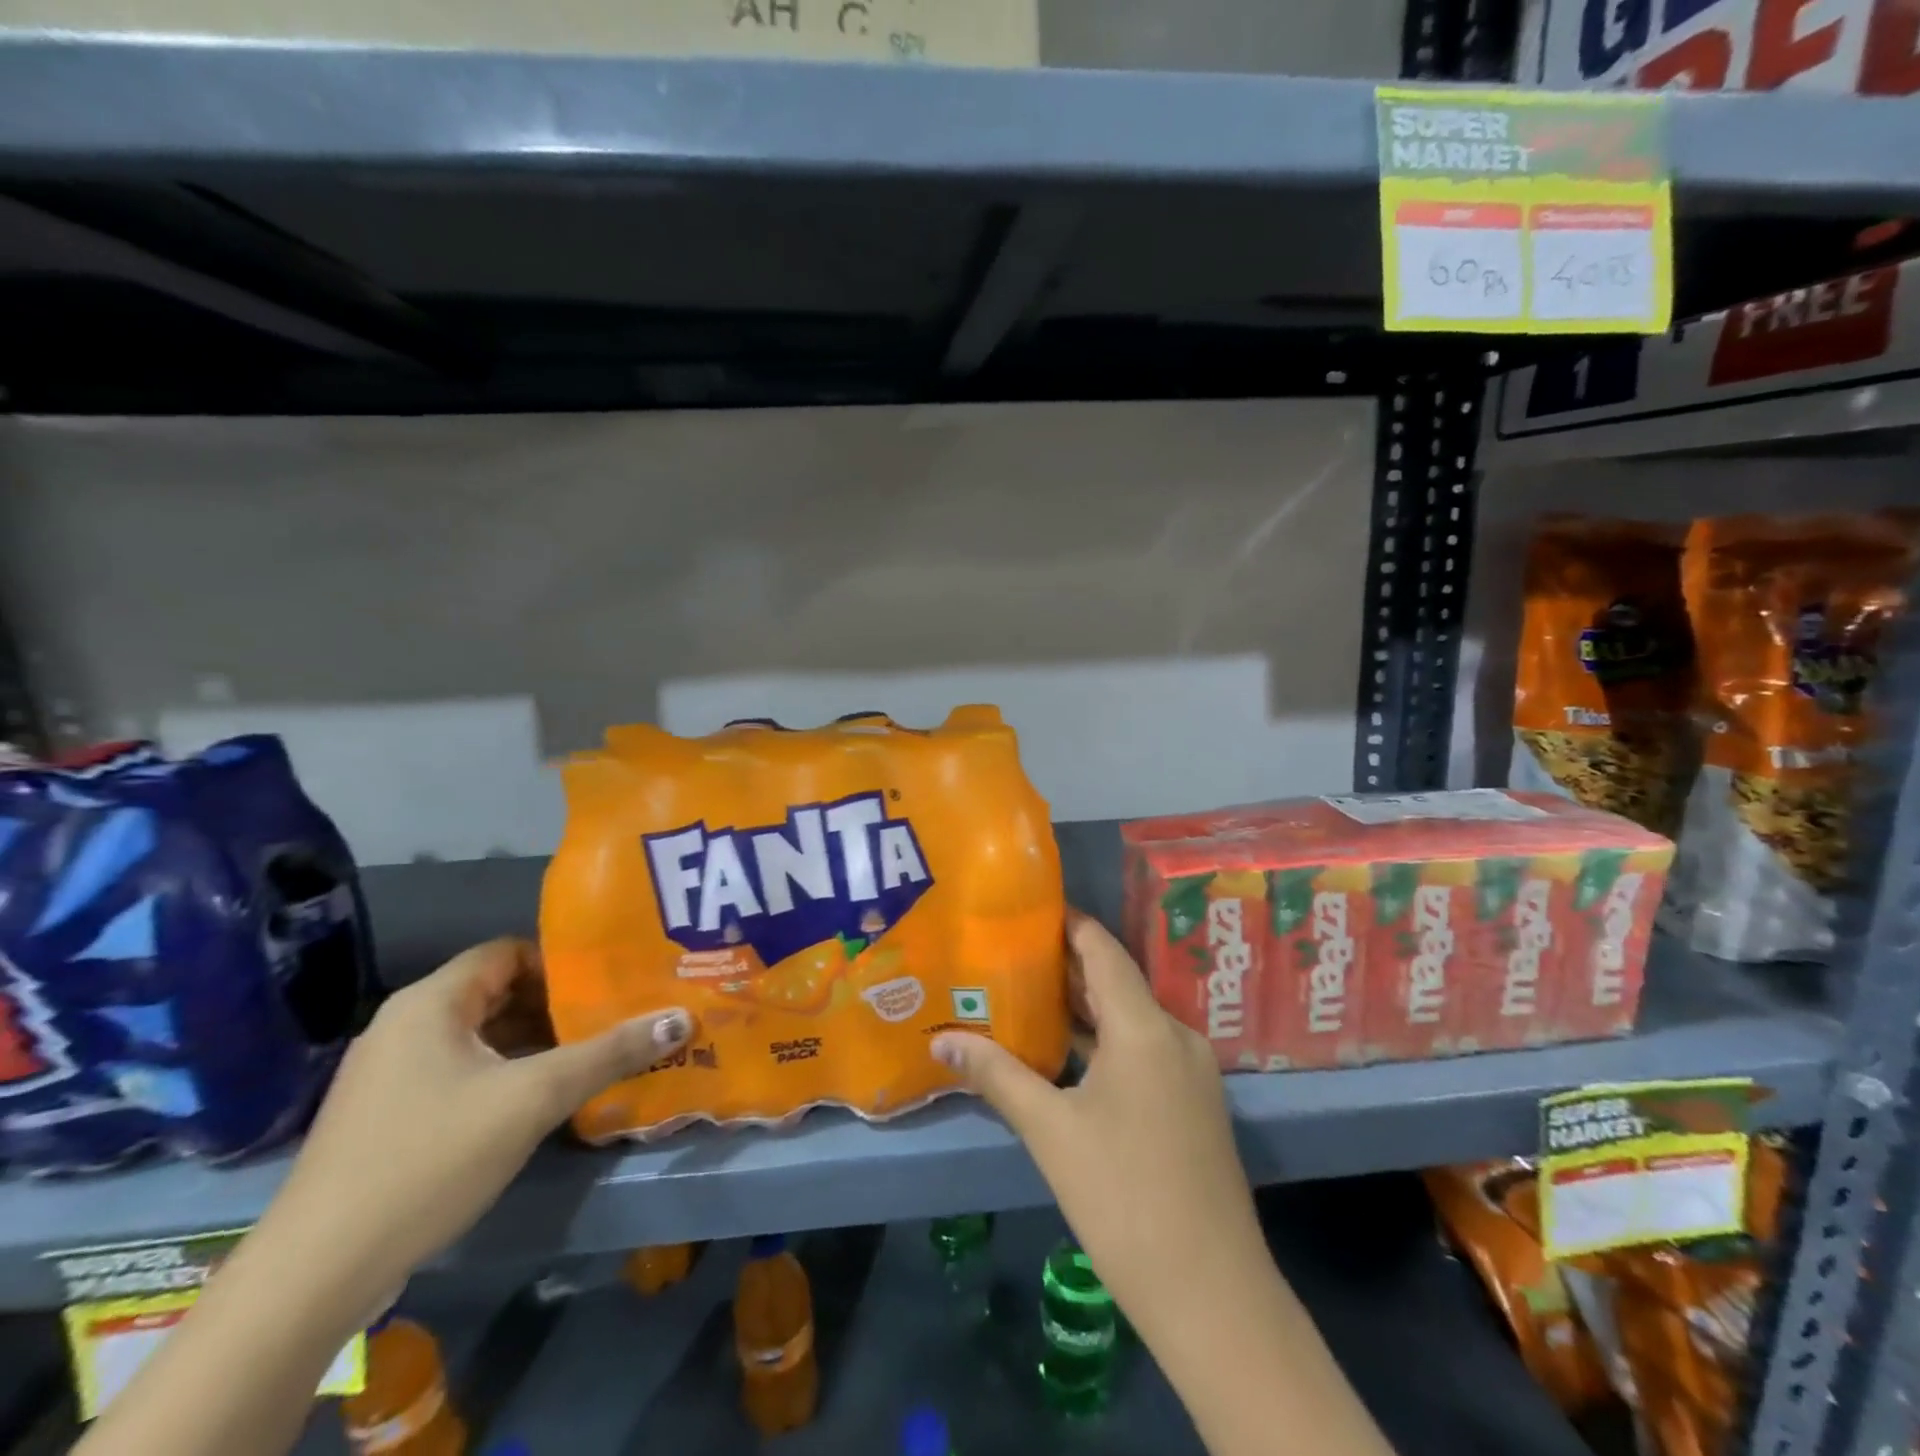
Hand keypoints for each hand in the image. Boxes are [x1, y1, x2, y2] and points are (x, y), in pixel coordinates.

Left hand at [262, 938, 692, 1311]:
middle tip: (613, 1019)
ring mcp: (390, 1073)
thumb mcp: (533, 1099)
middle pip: (497, 993)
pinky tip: (540, 1101)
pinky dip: (504, 1074)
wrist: (315, 1274)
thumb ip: (609, 1054)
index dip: (562, 963)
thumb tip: (681, 1019)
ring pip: (480, 1036)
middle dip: (557, 1006)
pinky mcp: (387, 1115)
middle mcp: (405, 1025)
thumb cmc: (430, 1159)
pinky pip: (460, 1071)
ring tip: (591, 1057)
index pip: (509, 952)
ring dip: (534, 1043)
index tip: (609, 985)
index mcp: (430, 1002)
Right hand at [929, 911, 1268, 1346]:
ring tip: (1026, 994)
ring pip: (1130, 1018)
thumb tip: (941, 1041)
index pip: (1103, 950)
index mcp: (1145, 1027)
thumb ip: (997, 1075)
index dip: (1068, 924)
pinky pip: (1143, 1049)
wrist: (1212, 1294)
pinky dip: (1104, 1040)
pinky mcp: (1193, 1103)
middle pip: (1115, 981)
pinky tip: (1067, 1053)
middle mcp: (1175, 1035)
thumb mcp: (1051, 1131)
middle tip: (1010, 951)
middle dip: (1065, 965)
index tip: (1026, 909)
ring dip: (1083, 1006)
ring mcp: (1190, 1071)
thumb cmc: (1124, 1197)